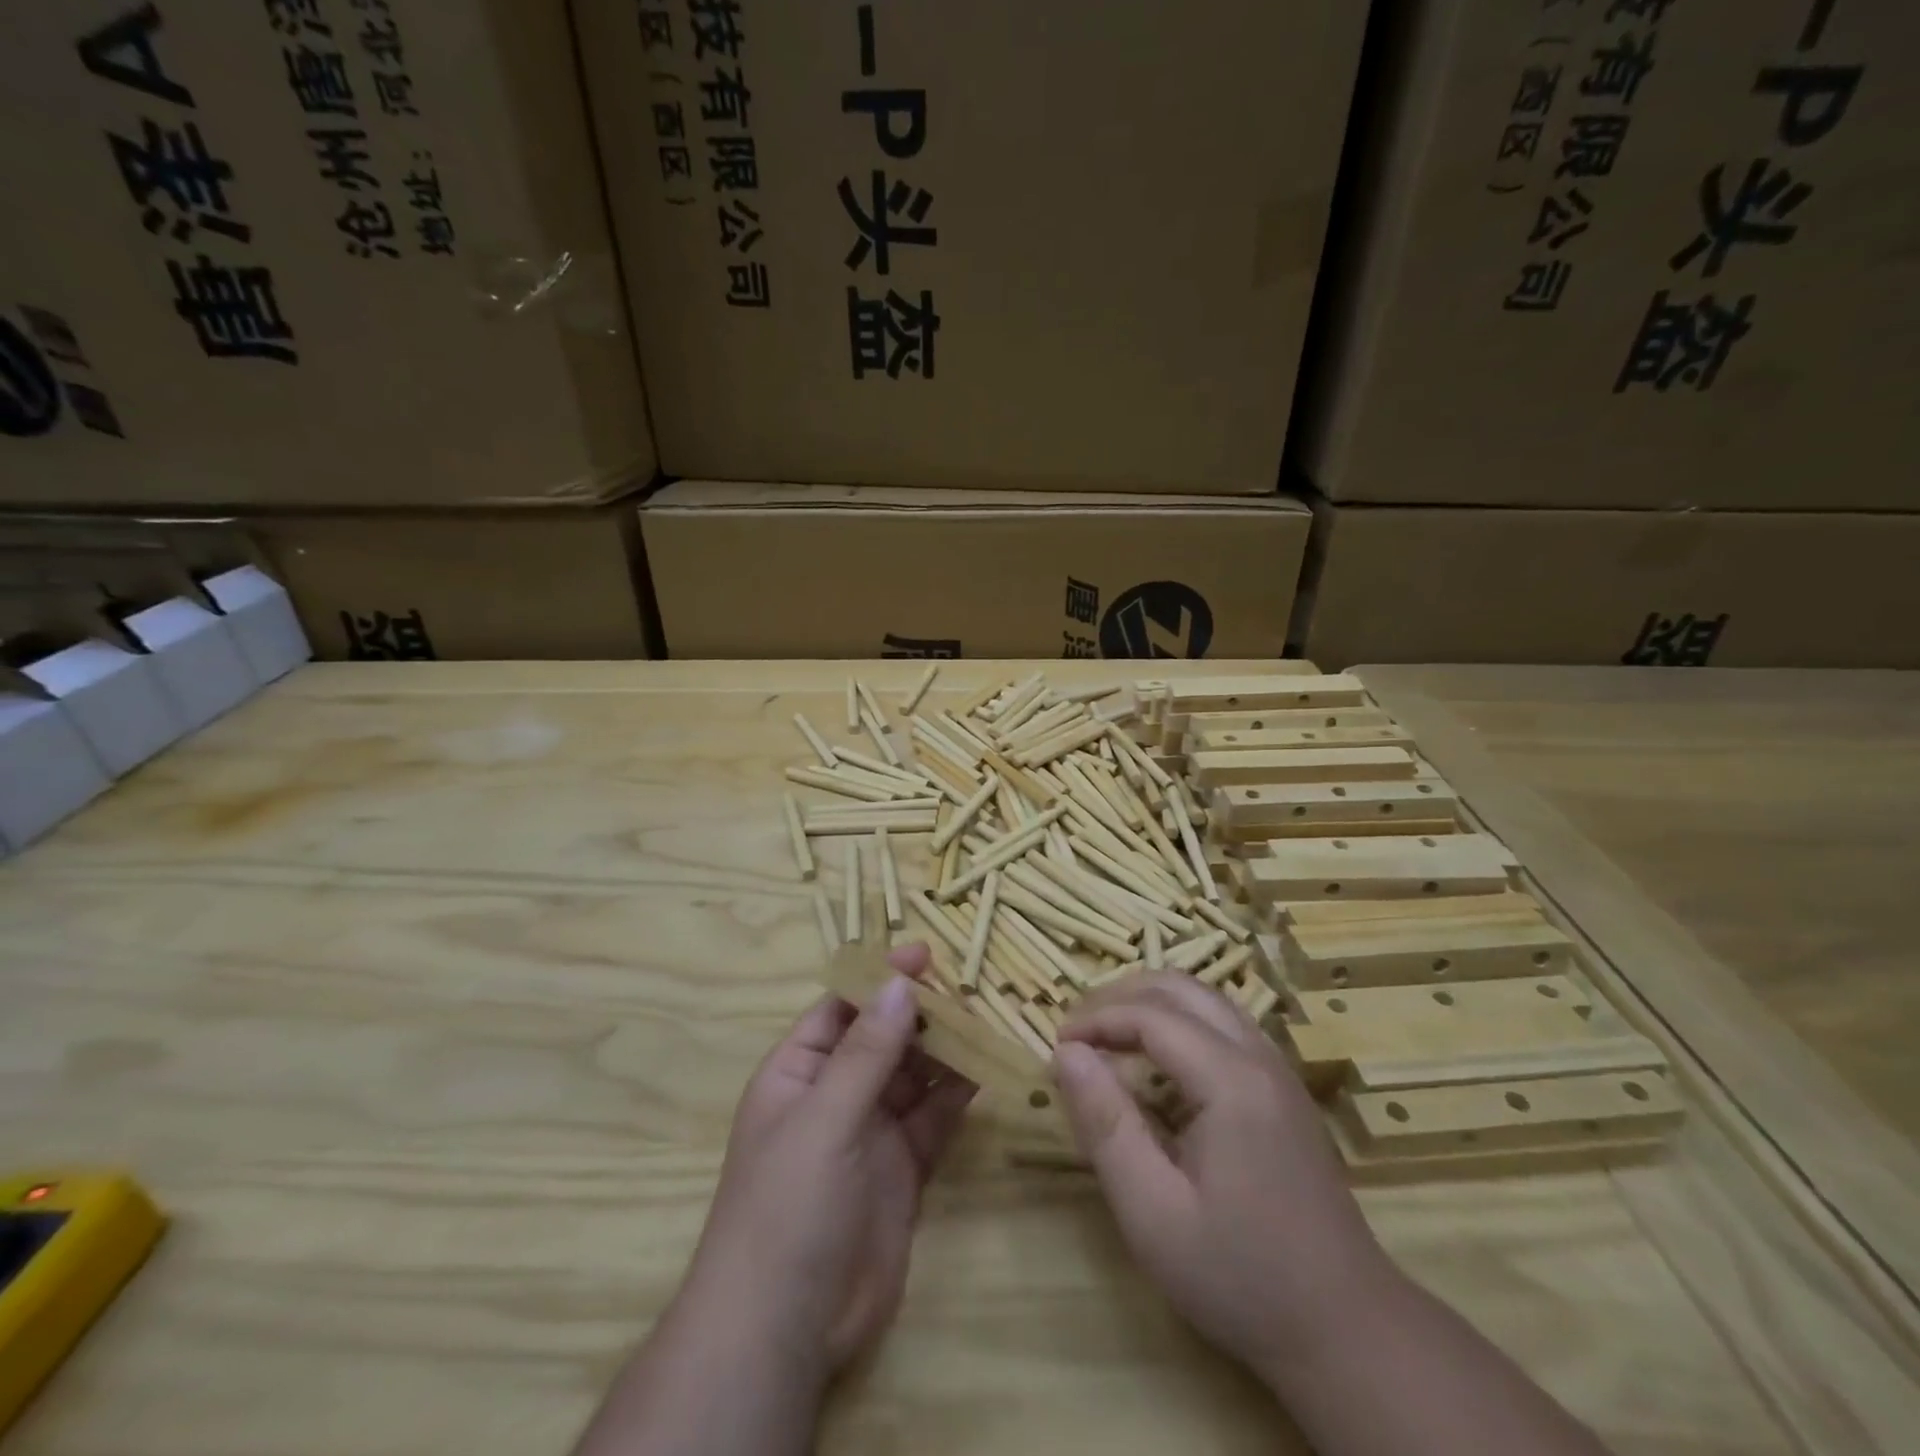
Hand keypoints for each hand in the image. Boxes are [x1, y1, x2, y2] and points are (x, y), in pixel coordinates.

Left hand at [677, 943, 975, 1380]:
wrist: (788, 1329)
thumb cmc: (788, 1206)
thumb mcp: (824, 1118)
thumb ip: (866, 1052)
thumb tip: (900, 983)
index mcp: (799, 1072)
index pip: (842, 1008)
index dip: (880, 979)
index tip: (925, 954)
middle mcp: (835, 1094)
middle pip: (884, 1038)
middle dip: (921, 1014)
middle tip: (970, 989)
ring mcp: (871, 1132)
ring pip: (914, 1076)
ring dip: (946, 1051)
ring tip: (987, 1022)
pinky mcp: (903, 1169)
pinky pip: (934, 1119)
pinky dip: (958, 1096)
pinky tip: (987, 1072)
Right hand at [1050, 973, 1394, 1383]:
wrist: (1348, 1331)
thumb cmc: (1241, 1277)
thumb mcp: (1153, 1213)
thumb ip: (1105, 1124)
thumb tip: (1066, 1053)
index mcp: (1231, 1081)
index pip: (1151, 1015)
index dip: (1096, 1019)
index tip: (1056, 1046)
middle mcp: (1259, 1057)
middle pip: (1181, 989)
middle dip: (1120, 997)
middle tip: (1078, 1032)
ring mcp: (1278, 1070)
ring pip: (1205, 999)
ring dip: (1150, 1003)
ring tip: (1107, 1036)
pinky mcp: (1283, 1089)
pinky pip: (1223, 1024)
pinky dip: (1178, 1021)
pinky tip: (1157, 1061)